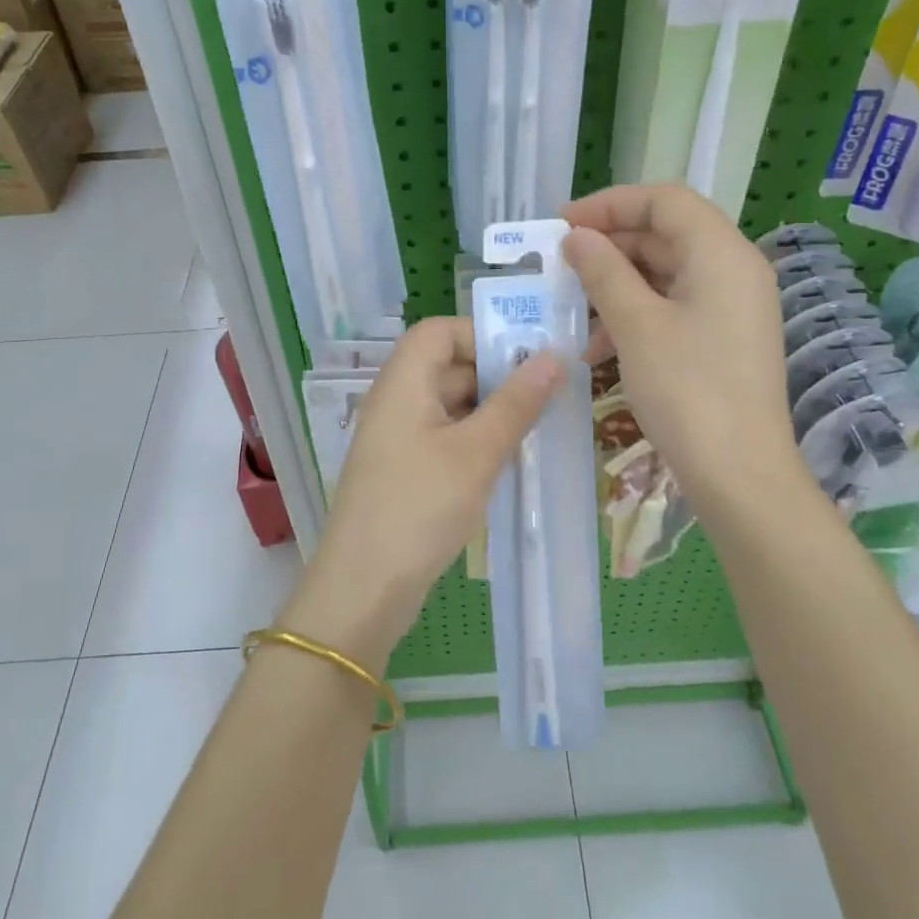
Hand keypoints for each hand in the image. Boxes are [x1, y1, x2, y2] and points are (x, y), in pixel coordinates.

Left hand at [282, 316, 562, 668]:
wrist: (364, 587)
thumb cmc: (420, 507)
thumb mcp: (476, 453)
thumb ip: (516, 403)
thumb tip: (554, 357)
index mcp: (403, 383)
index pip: (439, 331)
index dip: (482, 335)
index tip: (527, 359)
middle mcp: (396, 402)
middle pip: (448, 366)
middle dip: (497, 376)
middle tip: (549, 395)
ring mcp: (399, 439)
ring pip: (451, 405)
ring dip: (492, 412)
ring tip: (539, 428)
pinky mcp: (405, 471)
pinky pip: (446, 438)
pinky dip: (477, 441)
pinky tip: (509, 460)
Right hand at [561, 184, 800, 516]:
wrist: (739, 474)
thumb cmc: (687, 391)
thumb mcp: (636, 325)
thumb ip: (604, 272)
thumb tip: (577, 238)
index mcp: (721, 253)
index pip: (664, 200)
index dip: (609, 204)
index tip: (562, 226)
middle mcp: (734, 270)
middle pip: (665, 235)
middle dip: (609, 248)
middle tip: (560, 268)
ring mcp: (733, 307)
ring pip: (666, 275)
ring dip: (616, 287)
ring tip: (573, 314)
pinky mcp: (725, 339)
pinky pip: (675, 308)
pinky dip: (636, 316)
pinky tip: (599, 348)